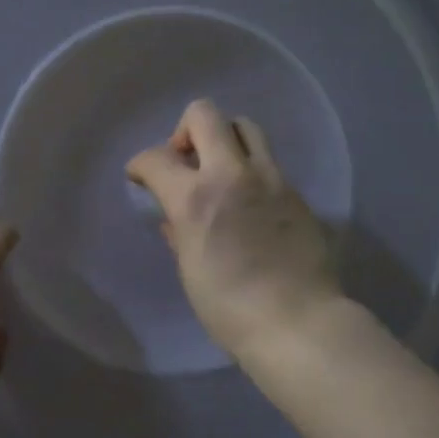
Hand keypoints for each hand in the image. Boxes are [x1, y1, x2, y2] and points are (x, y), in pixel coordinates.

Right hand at [126, 99, 343, 363]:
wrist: (298, 322)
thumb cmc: (230, 308)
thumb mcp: (190, 271)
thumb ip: (180, 232)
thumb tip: (175, 218)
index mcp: (196, 197)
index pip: (156, 158)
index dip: (140, 165)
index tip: (140, 177)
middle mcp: (233, 174)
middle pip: (204, 115)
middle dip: (184, 131)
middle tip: (185, 163)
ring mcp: (270, 178)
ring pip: (244, 126)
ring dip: (224, 139)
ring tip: (220, 172)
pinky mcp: (295, 191)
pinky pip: (267, 162)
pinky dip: (250, 170)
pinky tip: (250, 202)